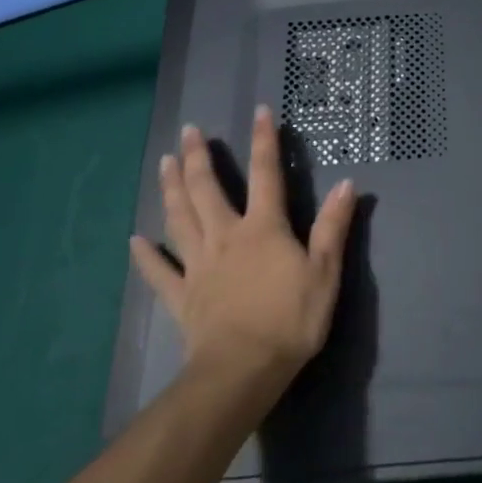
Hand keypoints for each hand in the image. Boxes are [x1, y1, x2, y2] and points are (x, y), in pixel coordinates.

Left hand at [129, 106, 355, 391]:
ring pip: (180, 219)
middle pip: (207, 189)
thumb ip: (333, 226)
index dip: (264, 141)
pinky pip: (159, 272)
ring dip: (171, 189)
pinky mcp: (182, 296)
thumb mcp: (325, 271)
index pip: (266, 174)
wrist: (243, 370)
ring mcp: (199, 265)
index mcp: (263, 228)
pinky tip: (134, 240)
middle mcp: (227, 236)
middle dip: (198, 157)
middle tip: (188, 131)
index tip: (259, 111)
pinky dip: (145, 256)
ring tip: (163, 162)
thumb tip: (347, 183)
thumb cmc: (291, 319)